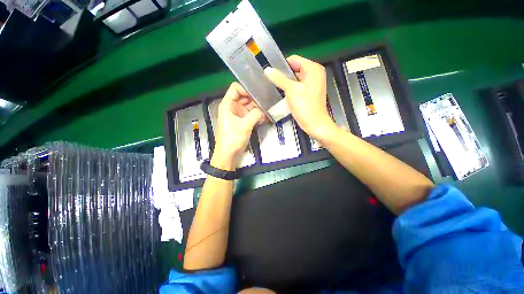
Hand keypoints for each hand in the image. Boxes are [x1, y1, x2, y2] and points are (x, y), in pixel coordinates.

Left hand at [212, 82, 264, 169]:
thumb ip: (255, 114)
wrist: (229, 154)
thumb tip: (264, 109)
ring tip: (268, 108)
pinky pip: (251, 114)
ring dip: (258, 107)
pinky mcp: (243, 121)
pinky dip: (258, 114)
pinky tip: (265, 116)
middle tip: (267, 100)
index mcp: (228, 104)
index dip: (246, 89)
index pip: (236, 88)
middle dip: (255, 98)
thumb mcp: (244, 125)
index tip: (258, 94)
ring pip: (249, 105)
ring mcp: (239, 114)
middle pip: (244, 96)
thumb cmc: (233, 138)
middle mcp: (233, 107)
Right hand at [264, 55, 336, 140]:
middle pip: (295, 69)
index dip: (282, 66)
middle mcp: (314, 73)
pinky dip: (291, 89)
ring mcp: (313, 83)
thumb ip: (279, 78)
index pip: (294, 60)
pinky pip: (298, 86)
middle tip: (273, 84)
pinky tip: (284, 95)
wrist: (314, 124)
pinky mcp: (310, 92)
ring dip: (286, 84)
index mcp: (313, 68)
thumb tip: (267, 70)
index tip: (273, 75)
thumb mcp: (291, 90)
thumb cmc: (305, 106)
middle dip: (284, 76)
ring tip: (277, 90)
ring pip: (295, 79)